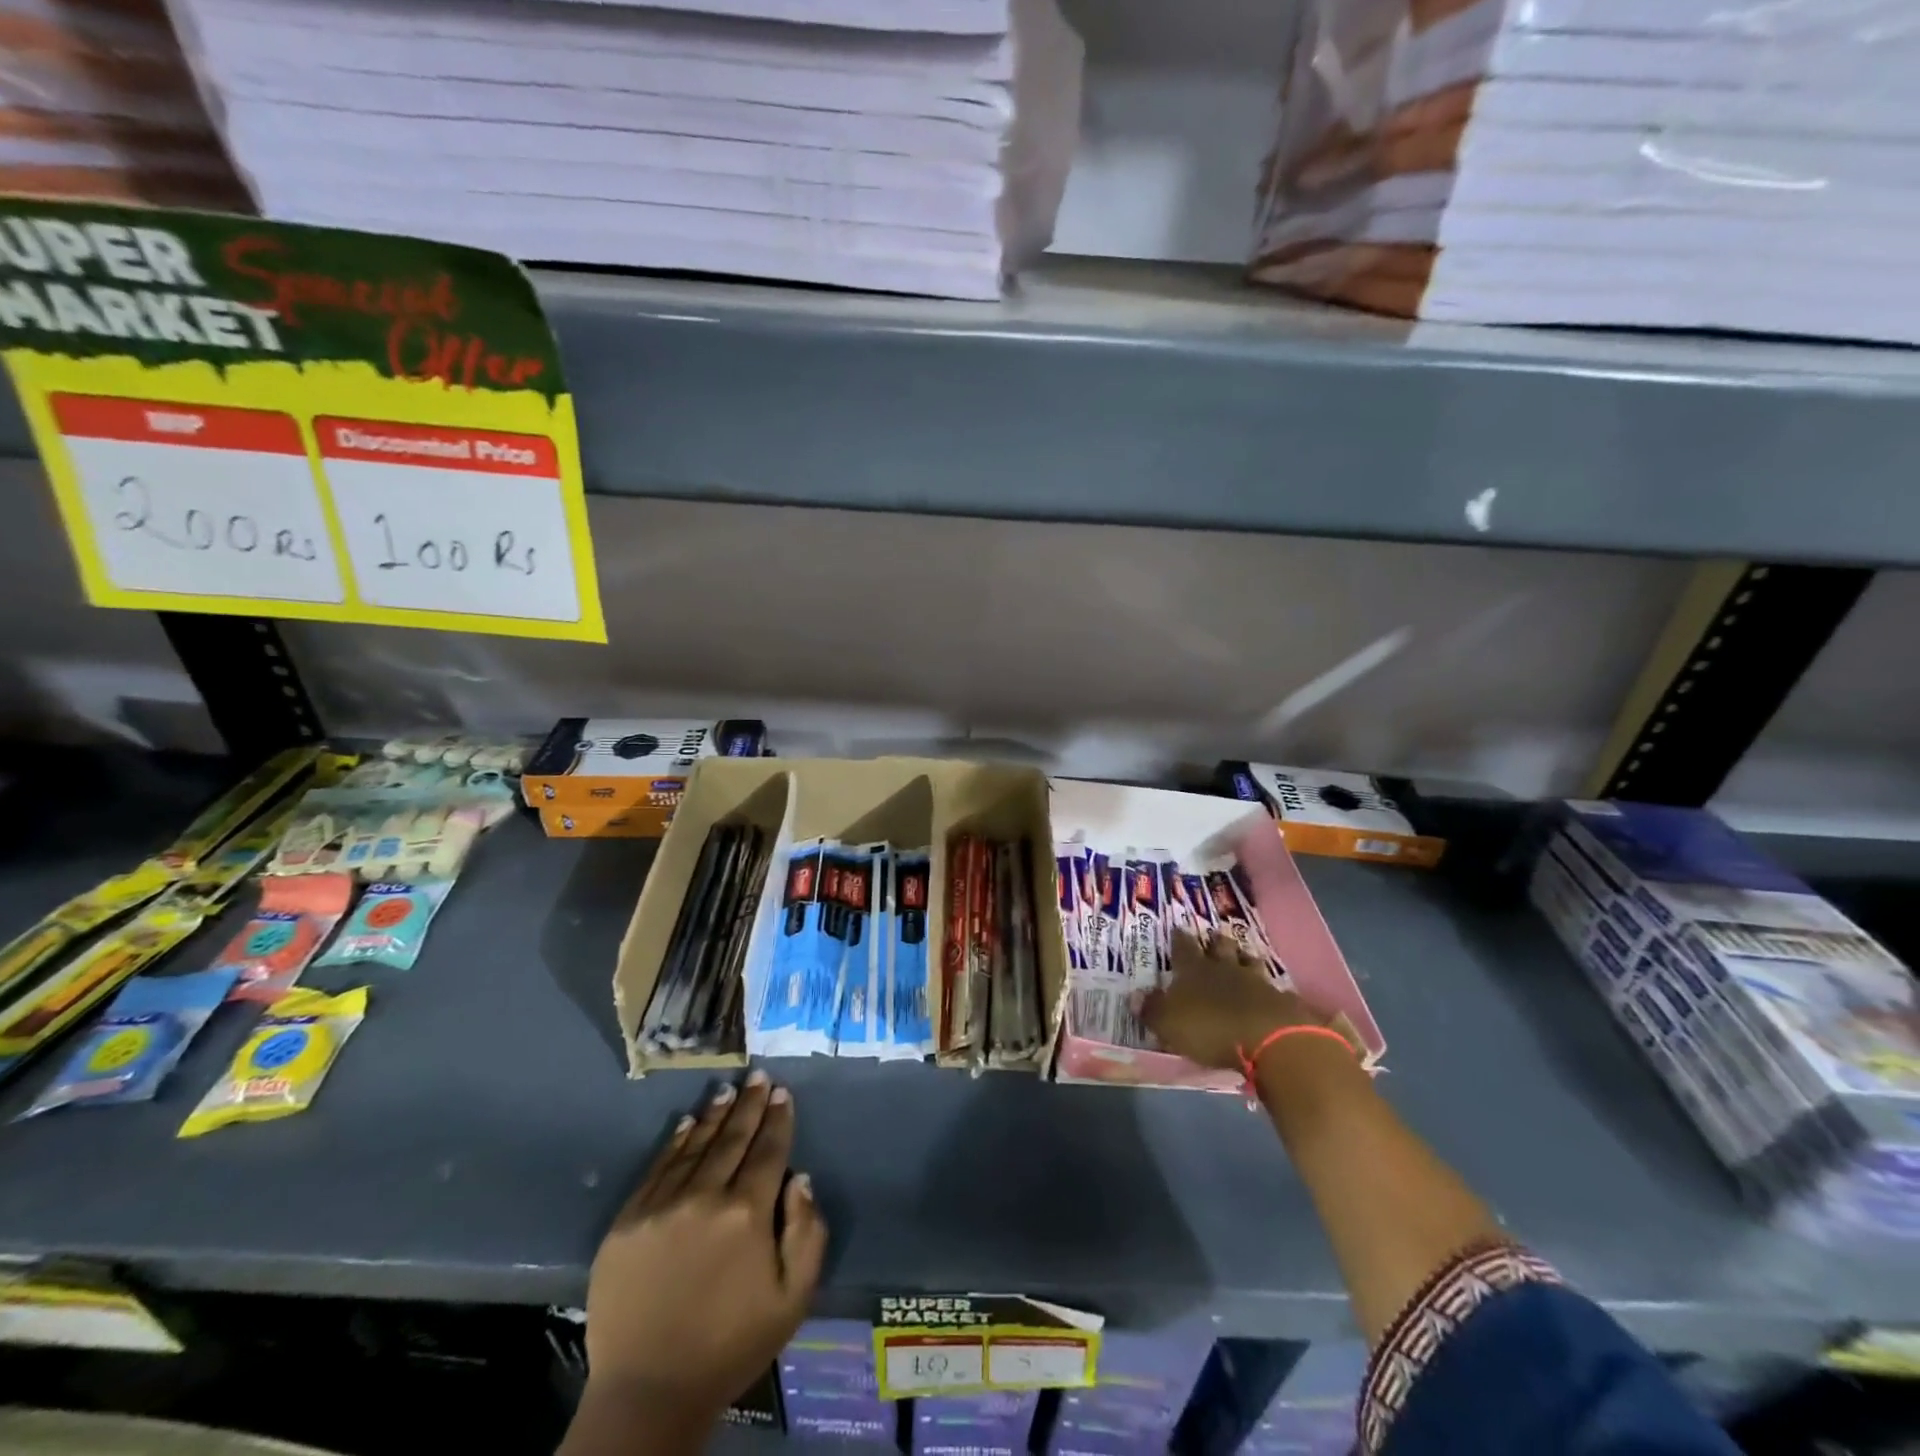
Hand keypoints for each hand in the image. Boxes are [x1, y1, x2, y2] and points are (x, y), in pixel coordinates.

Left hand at [583, 1071, 827, 1423]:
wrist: (648, 1392)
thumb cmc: (731, 1345)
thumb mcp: (792, 1299)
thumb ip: (807, 1233)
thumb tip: (798, 1178)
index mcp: (747, 1214)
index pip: (768, 1151)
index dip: (778, 1119)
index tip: (782, 1092)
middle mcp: (705, 1197)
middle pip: (733, 1139)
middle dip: (749, 1105)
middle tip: (757, 1076)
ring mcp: (661, 1206)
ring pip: (695, 1146)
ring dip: (714, 1115)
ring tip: (727, 1090)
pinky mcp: (627, 1221)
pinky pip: (657, 1169)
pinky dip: (675, 1142)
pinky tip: (686, 1123)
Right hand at [1140, 931, 1327, 1070]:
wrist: (1268, 1038)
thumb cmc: (1209, 1028)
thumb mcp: (1169, 1023)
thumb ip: (1152, 1009)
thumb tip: (1134, 996)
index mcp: (1194, 970)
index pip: (1183, 947)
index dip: (1179, 939)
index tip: (1177, 928)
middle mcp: (1224, 968)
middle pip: (1220, 947)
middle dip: (1215, 941)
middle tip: (1213, 935)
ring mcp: (1255, 981)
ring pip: (1248, 961)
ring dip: (1244, 958)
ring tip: (1243, 954)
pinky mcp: (1280, 999)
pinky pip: (1273, 987)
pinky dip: (1269, 988)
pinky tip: (1271, 990)